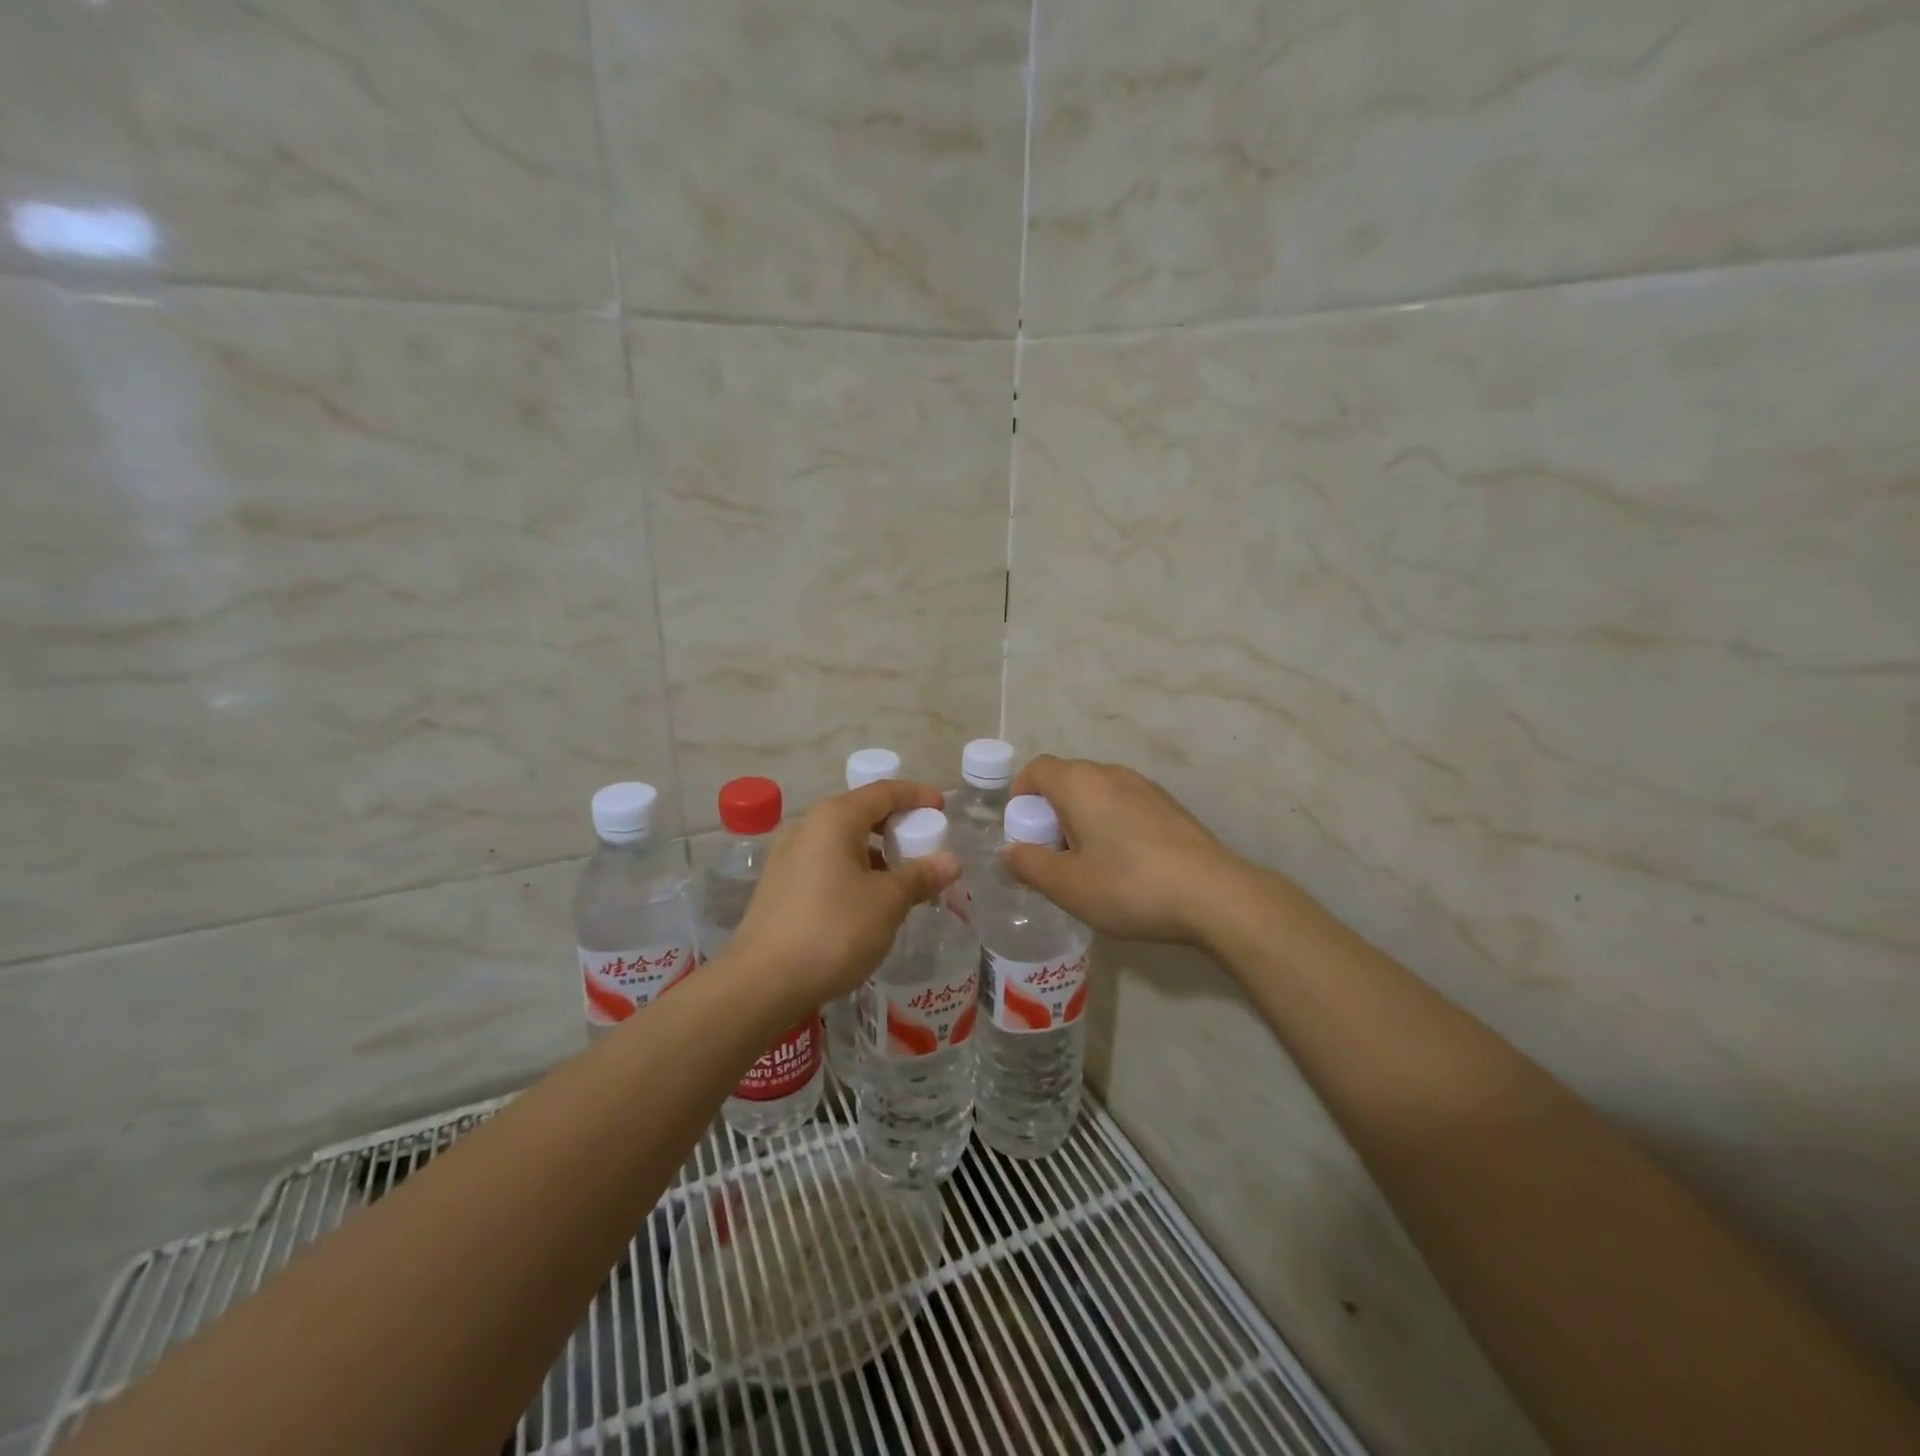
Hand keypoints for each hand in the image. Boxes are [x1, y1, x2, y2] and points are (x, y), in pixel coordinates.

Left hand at [724, 779, 960, 1009]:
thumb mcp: (888, 902)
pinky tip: (867, 900)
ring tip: (901, 879)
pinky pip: (826, 862)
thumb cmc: (834, 930)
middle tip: (925, 845)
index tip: (942, 807)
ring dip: (875, 852)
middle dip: (896, 826)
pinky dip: (853, 870)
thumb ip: (920, 876)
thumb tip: (950, 861)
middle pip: (861, 813)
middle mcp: (807, 826)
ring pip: (842, 840)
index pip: (884, 792)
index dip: (916, 796)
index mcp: (835, 818)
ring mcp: (788, 855)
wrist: (762, 982)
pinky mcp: (779, 884)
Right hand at [1003, 756, 1243, 944]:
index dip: (1020, 797)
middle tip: (1053, 858)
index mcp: (1079, 783)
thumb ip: (1028, 864)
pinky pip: (1125, 806)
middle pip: (1066, 781)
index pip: (1036, 769)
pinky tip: (1126, 868)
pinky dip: (1112, 826)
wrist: (1214, 895)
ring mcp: (1145, 787)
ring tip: (1090, 866)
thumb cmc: (1129, 886)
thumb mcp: (1066, 885)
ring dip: (1082, 822)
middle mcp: (1111, 773)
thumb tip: (1009, 851)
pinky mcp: (1169, 807)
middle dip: (1050, 814)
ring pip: (1097, 795)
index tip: (1024, 834)